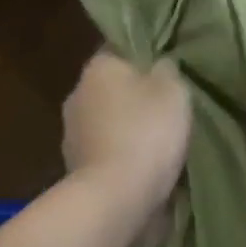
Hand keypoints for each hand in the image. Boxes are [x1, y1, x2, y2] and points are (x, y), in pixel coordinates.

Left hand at [63, 50, 191, 214]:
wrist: (115, 196)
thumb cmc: (146, 133)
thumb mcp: (173, 91)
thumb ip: (166, 71)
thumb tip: (159, 65)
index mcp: (97, 67)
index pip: (119, 50)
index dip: (143, 59)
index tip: (165, 73)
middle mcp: (76, 94)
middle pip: (111, 88)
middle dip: (134, 97)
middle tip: (166, 110)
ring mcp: (72, 134)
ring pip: (106, 121)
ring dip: (126, 129)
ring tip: (157, 143)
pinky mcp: (75, 167)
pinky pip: (105, 152)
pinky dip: (120, 156)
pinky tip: (142, 167)